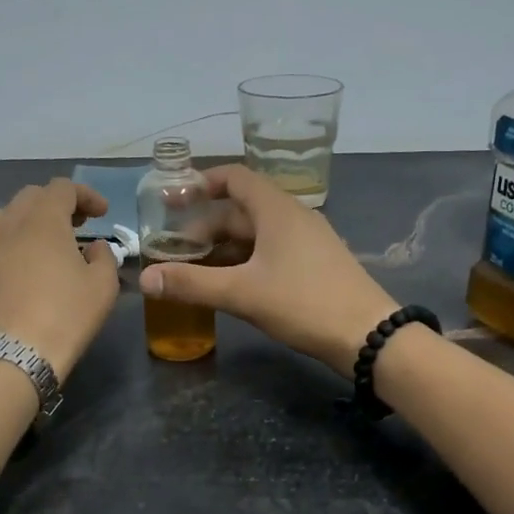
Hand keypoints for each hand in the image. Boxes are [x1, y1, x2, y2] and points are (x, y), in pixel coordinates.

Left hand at [0, 179, 121, 380]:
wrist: (11, 357)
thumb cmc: (65, 317)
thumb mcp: (103, 286)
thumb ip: (103, 257)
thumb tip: (93, 247)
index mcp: (43, 221)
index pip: (62, 188)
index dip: (85, 195)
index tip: (101, 213)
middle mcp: (8, 225)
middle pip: (30, 196)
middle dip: (56, 204)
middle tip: (75, 226)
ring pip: (3, 217)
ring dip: (26, 221)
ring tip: (40, 242)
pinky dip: (8, 246)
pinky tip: (18, 269)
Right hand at [137, 166, 397, 376]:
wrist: (368, 335)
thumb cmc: (304, 303)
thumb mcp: (242, 293)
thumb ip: (192, 284)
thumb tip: (144, 278)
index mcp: (277, 210)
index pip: (235, 178)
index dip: (203, 183)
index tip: (174, 199)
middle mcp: (294, 217)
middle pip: (242, 209)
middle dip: (207, 226)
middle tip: (175, 249)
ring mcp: (309, 242)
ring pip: (258, 234)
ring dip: (225, 247)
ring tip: (195, 269)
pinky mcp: (316, 265)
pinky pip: (273, 252)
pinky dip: (246, 261)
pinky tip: (231, 285)